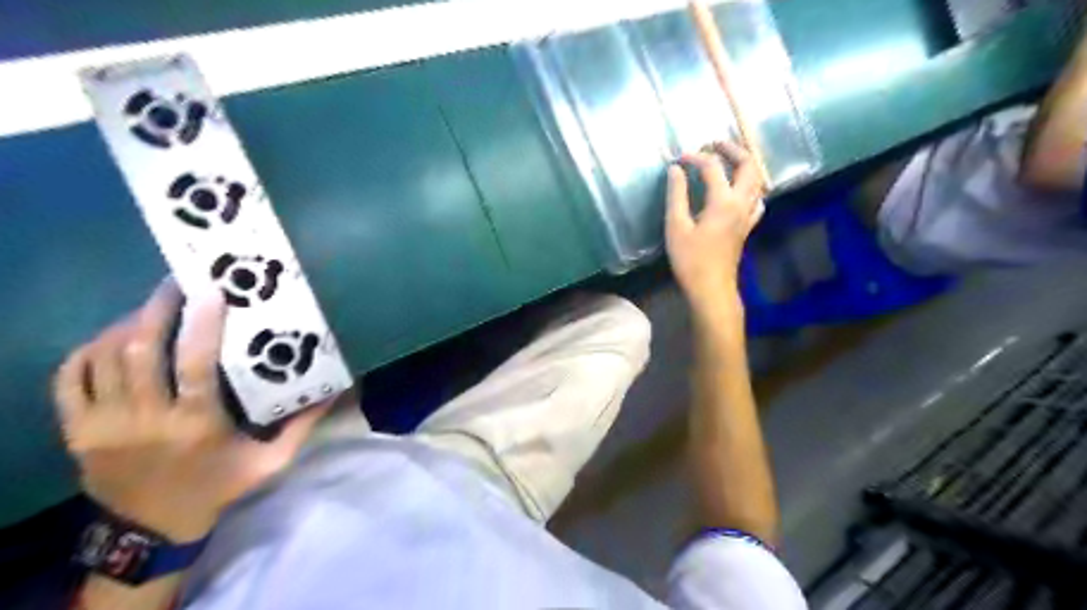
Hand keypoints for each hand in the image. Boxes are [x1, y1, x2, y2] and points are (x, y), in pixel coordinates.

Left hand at [51, 282, 330, 542]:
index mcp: (196, 425)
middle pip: (141, 351)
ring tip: (151, 307)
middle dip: (157, 309)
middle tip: (175, 283)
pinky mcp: (77, 429)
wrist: (151, 528)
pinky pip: (70, 378)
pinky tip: (113, 337)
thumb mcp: (271, 462)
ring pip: (105, 358)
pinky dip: (89, 350)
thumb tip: (335, 390)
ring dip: (127, 324)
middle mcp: (146, 419)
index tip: (209, 292)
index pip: (195, 365)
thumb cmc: (218, 487)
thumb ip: (302, 425)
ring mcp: (104, 424)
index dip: (201, 325)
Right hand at [662, 139, 762, 307]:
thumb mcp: (676, 226)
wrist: (711, 288)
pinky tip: (739, 191)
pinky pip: (757, 199)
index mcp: (723, 201)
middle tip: (714, 144)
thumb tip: (675, 169)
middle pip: (749, 165)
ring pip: (757, 181)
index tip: (679, 158)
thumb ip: (676, 195)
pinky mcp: (747, 227)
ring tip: (727, 161)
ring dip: (744, 165)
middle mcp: (741, 203)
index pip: (713, 167)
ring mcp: (748, 215)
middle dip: (733, 150)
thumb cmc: (690, 260)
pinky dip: (750, 187)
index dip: (696, 157)